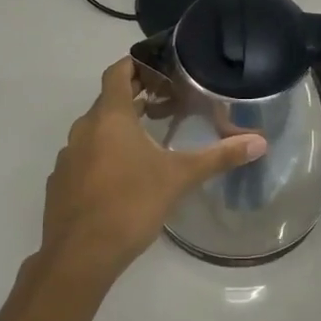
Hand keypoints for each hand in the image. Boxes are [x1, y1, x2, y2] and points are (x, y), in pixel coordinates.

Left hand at [39, 58, 265, 280]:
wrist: (78, 256)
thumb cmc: (130, 205)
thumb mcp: (179, 178)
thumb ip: (218, 157)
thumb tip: (260, 142)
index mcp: (109, 117)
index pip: (117, 72)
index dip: (135, 64)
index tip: (158, 68)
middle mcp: (83, 129)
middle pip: (108, 101)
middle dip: (133, 98)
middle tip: (164, 103)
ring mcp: (67, 157)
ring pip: (94, 130)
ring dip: (117, 129)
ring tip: (147, 140)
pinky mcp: (60, 183)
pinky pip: (83, 157)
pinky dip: (101, 155)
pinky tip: (121, 177)